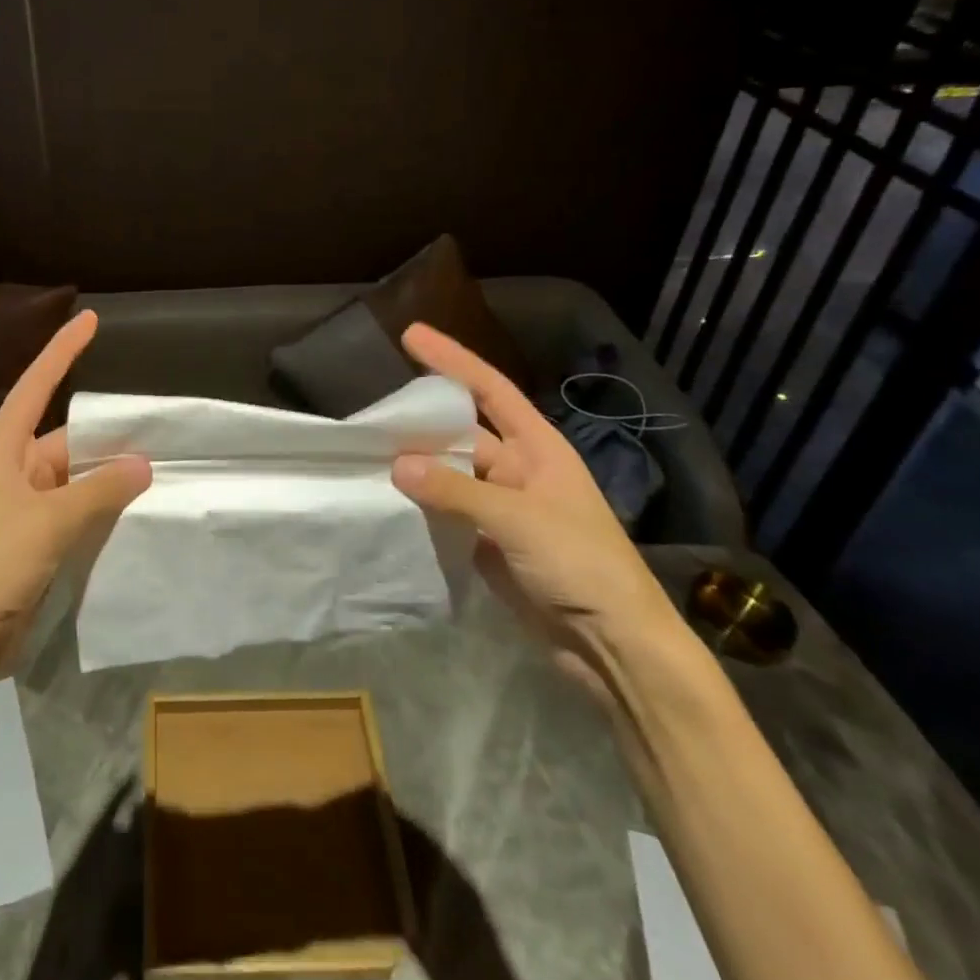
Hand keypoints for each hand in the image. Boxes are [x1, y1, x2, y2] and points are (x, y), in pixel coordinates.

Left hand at [0, 310, 151, 675]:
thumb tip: (142, 463)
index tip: (88, 318)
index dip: (63, 350)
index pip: (37, 385)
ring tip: (161, 466)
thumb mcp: (49, 521)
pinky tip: (137, 510)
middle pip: (67, 438)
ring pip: (76, 478)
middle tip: (159, 426)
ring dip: (110, 476)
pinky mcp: (34, 541)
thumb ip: (99, 490)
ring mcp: (24, 507)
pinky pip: (76, 511)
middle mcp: (14, 470)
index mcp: (4, 450)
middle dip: (108, 434)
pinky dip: (103, 508)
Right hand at [390, 323, 683, 703]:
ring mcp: (500, 508)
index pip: (489, 389)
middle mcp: (517, 470)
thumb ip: (455, 491)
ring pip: (448, 475)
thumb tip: (397, 466)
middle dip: (421, 421)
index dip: (451, 359)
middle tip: (372, 412)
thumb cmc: (580, 564)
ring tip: (367, 453)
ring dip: (415, 467)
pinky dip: (419, 506)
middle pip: (460, 434)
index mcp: (537, 449)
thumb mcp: (518, 519)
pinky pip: (445, 513)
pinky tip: (387, 500)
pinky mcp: (486, 543)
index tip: (410, 334)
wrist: (612, 645)